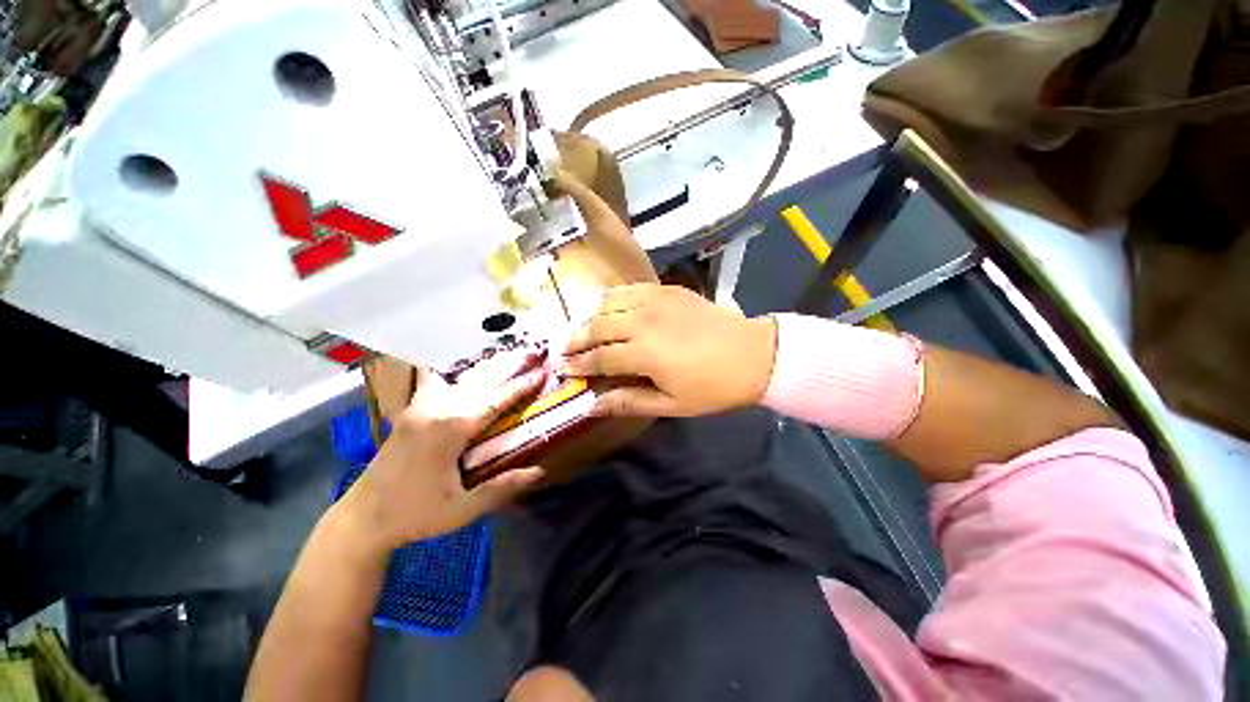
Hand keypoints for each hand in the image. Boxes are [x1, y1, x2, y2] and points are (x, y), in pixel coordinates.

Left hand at [338, 350, 547, 550]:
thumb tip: (539, 471)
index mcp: (451, 431)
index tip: (541, 373)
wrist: (362, 519)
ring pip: (458, 380)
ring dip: (485, 367)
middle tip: (530, 354)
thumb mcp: (462, 510)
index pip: (494, 402)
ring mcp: (419, 409)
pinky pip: (434, 383)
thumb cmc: (415, 515)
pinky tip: (458, 366)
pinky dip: (451, 372)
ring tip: (506, 355)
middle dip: (507, 367)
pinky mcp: (409, 413)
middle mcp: (436, 412)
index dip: (520, 387)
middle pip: (479, 382)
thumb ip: (501, 488)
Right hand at [562, 284, 776, 417]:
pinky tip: (608, 306)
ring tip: (582, 329)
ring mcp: (655, 301)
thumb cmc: (713, 387)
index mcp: (643, 354)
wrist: (753, 354)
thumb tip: (592, 406)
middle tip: (563, 349)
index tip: (561, 367)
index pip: (598, 357)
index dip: (577, 363)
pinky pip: (629, 289)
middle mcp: (642, 322)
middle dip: (576, 339)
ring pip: (608, 303)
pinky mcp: (667, 289)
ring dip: (590, 317)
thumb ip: (629, 402)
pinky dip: (613, 298)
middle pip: (597, 327)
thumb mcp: (671, 405)